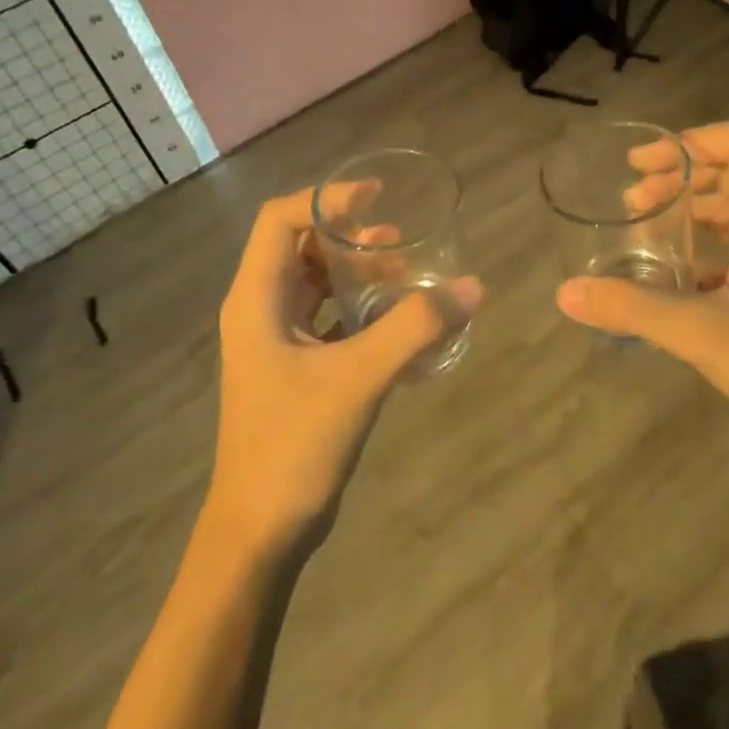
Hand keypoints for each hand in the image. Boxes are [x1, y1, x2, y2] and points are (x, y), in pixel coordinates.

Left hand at [207, 187, 481, 554]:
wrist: (260, 530)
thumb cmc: (294, 445)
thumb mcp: (359, 378)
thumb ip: (415, 328)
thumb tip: (472, 287)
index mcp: (256, 300)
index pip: (279, 221)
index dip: (326, 200)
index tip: (376, 198)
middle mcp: (259, 312)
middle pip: (300, 248)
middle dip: (350, 238)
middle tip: (401, 242)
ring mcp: (275, 343)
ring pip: (315, 286)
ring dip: (357, 274)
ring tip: (406, 276)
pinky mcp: (293, 370)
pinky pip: (328, 321)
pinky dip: (360, 311)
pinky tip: (399, 324)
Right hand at [555, 120, 728, 465]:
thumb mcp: (701, 333)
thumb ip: (632, 307)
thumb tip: (566, 292)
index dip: (689, 142)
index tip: (640, 166)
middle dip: (677, 176)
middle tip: (630, 202)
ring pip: (728, 209)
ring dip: (684, 209)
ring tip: (638, 226)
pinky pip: (728, 246)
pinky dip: (694, 245)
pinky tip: (661, 271)